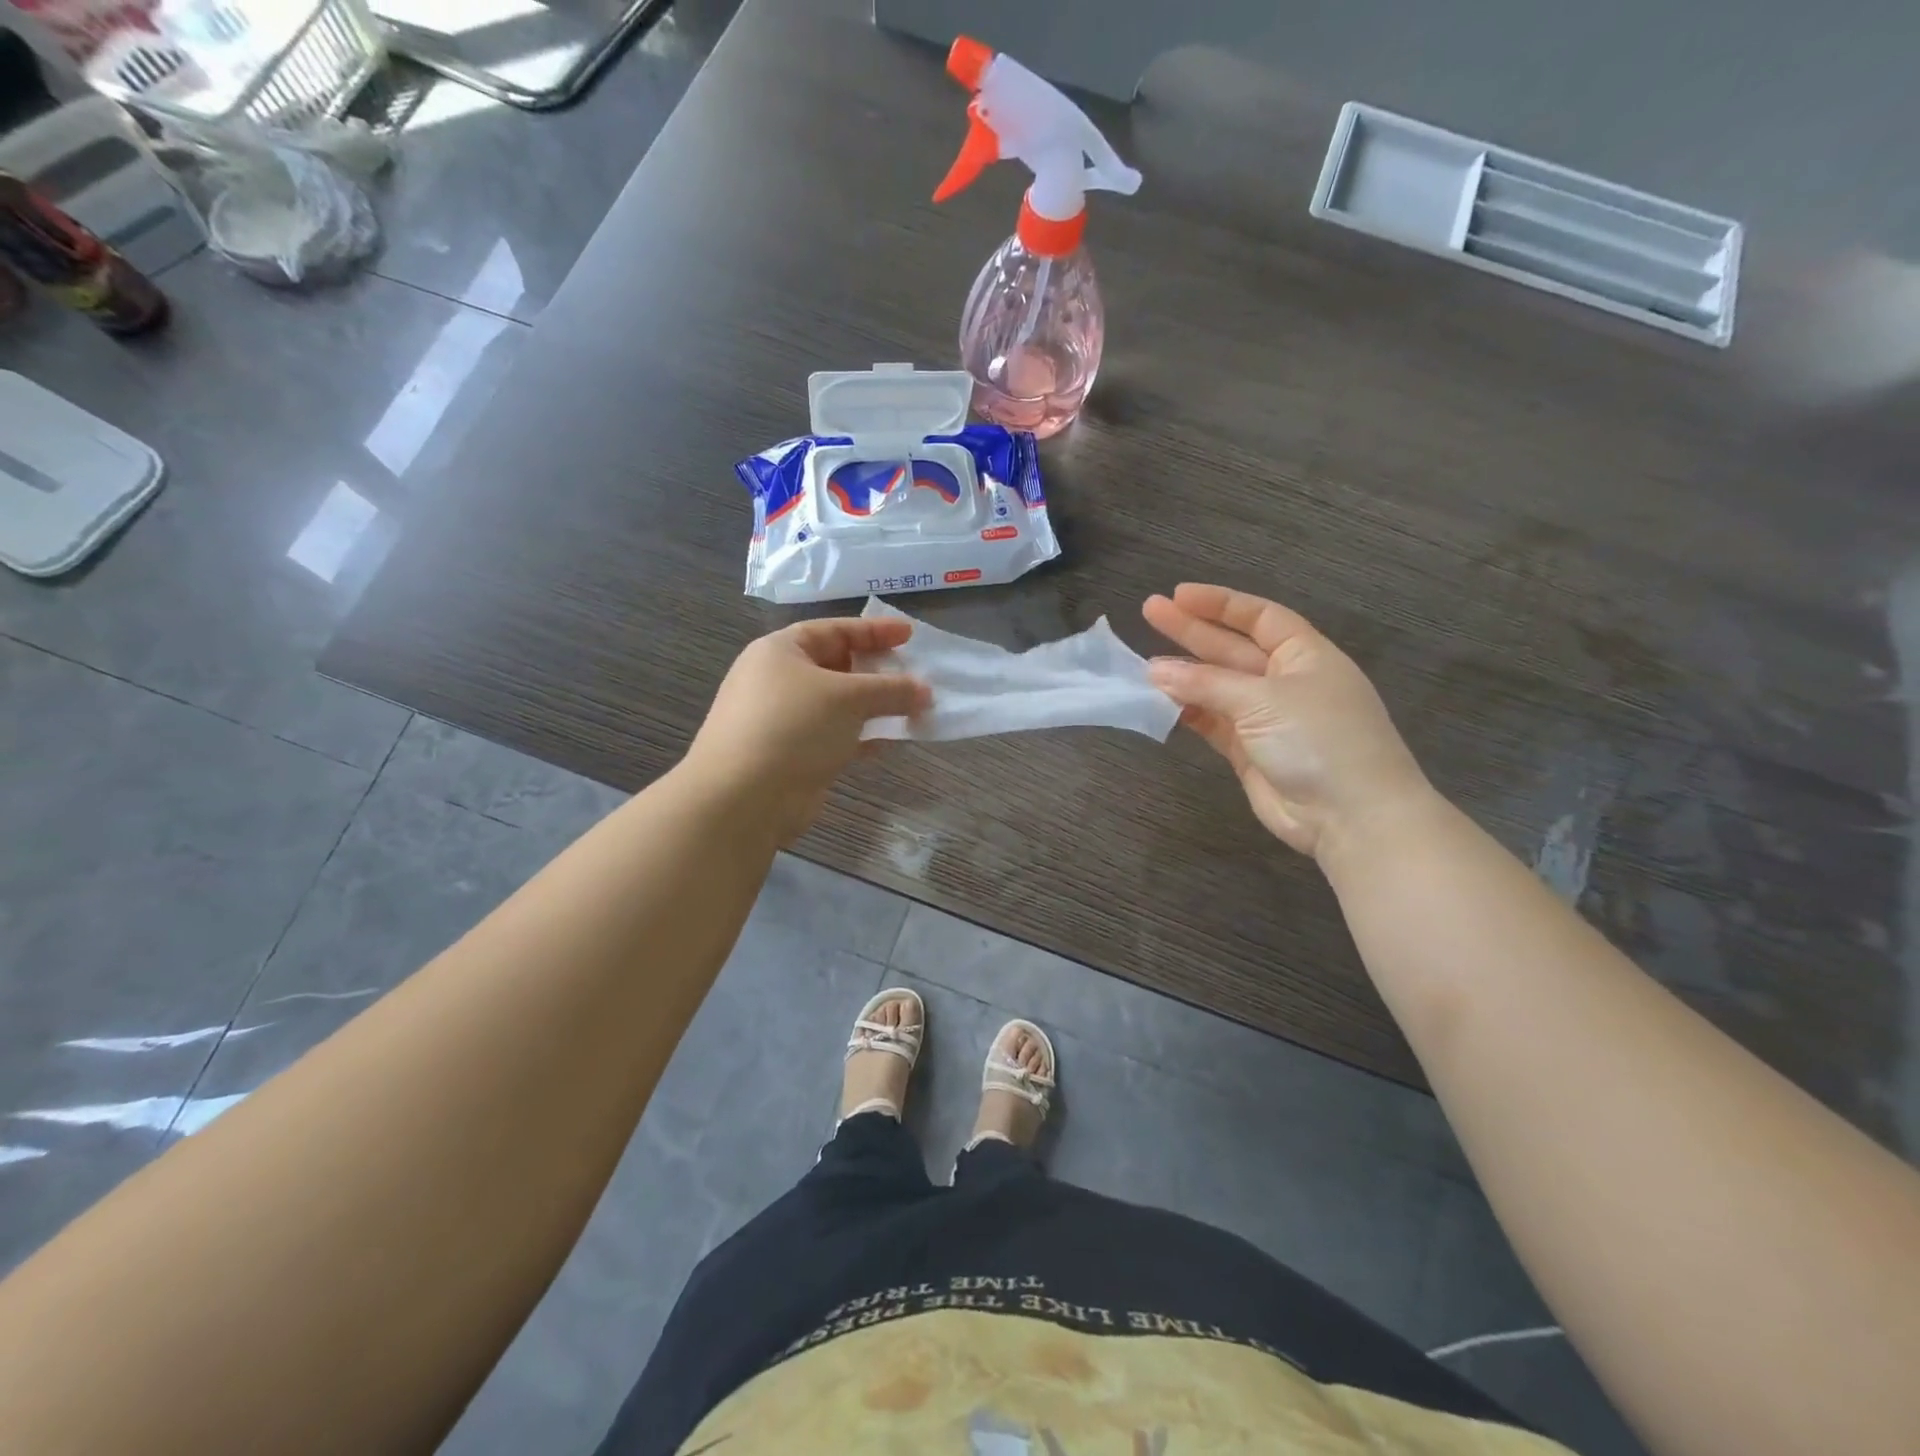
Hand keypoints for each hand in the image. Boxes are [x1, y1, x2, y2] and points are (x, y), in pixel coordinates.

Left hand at [686, 617, 930, 843]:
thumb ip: (891, 690)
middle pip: (837, 666)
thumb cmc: (794, 727)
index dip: (874, 630)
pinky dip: (862, 736)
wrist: (743, 798)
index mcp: (781, 651)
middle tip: (915, 675)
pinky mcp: (793, 755)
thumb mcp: (848, 698)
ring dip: (875, 707)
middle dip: (877, 671)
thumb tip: (925, 691)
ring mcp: (784, 720)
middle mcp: (779, 680)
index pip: (834, 630)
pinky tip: (890, 742)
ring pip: (839, 705)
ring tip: (913, 709)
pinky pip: (835, 736)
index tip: (910, 634)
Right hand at [1144, 584, 1432, 861]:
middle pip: (1232, 648)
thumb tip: (1155, 671)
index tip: (1178, 595)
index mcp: (1305, 655)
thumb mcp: (1263, 699)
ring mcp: (1267, 718)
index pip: (1259, 617)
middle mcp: (1286, 681)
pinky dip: (1188, 711)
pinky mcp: (1249, 751)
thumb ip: (1206, 683)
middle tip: (1149, 613)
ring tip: (1144, 663)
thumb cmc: (1319, 739)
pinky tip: (1160, 702)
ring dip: (1185, 675)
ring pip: (1218, 687)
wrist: (1350, 816)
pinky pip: (1213, 722)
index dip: (1220, 603)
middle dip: (1192, 632)